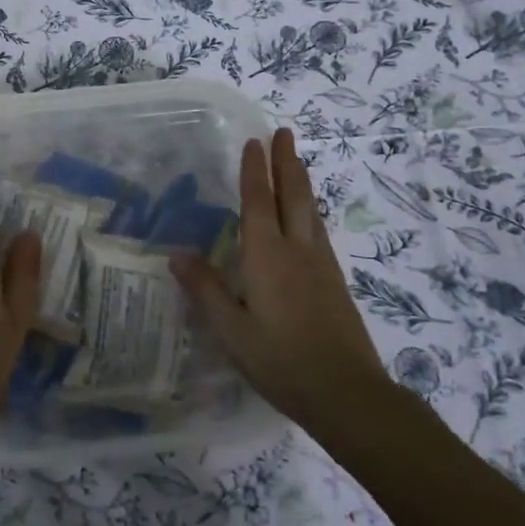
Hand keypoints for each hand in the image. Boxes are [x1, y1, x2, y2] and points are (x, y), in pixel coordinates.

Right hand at [171, 127, 386, 431]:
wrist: (347, 393)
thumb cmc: (281, 361)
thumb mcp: (232, 331)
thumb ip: (205, 290)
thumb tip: (177, 254)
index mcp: (267, 257)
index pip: (258, 202)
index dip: (255, 171)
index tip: (255, 141)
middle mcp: (297, 251)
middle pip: (293, 196)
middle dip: (287, 162)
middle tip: (285, 132)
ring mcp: (322, 265)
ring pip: (311, 211)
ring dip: (302, 182)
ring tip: (297, 164)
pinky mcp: (335, 282)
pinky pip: (319, 231)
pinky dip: (310, 210)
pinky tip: (310, 220)